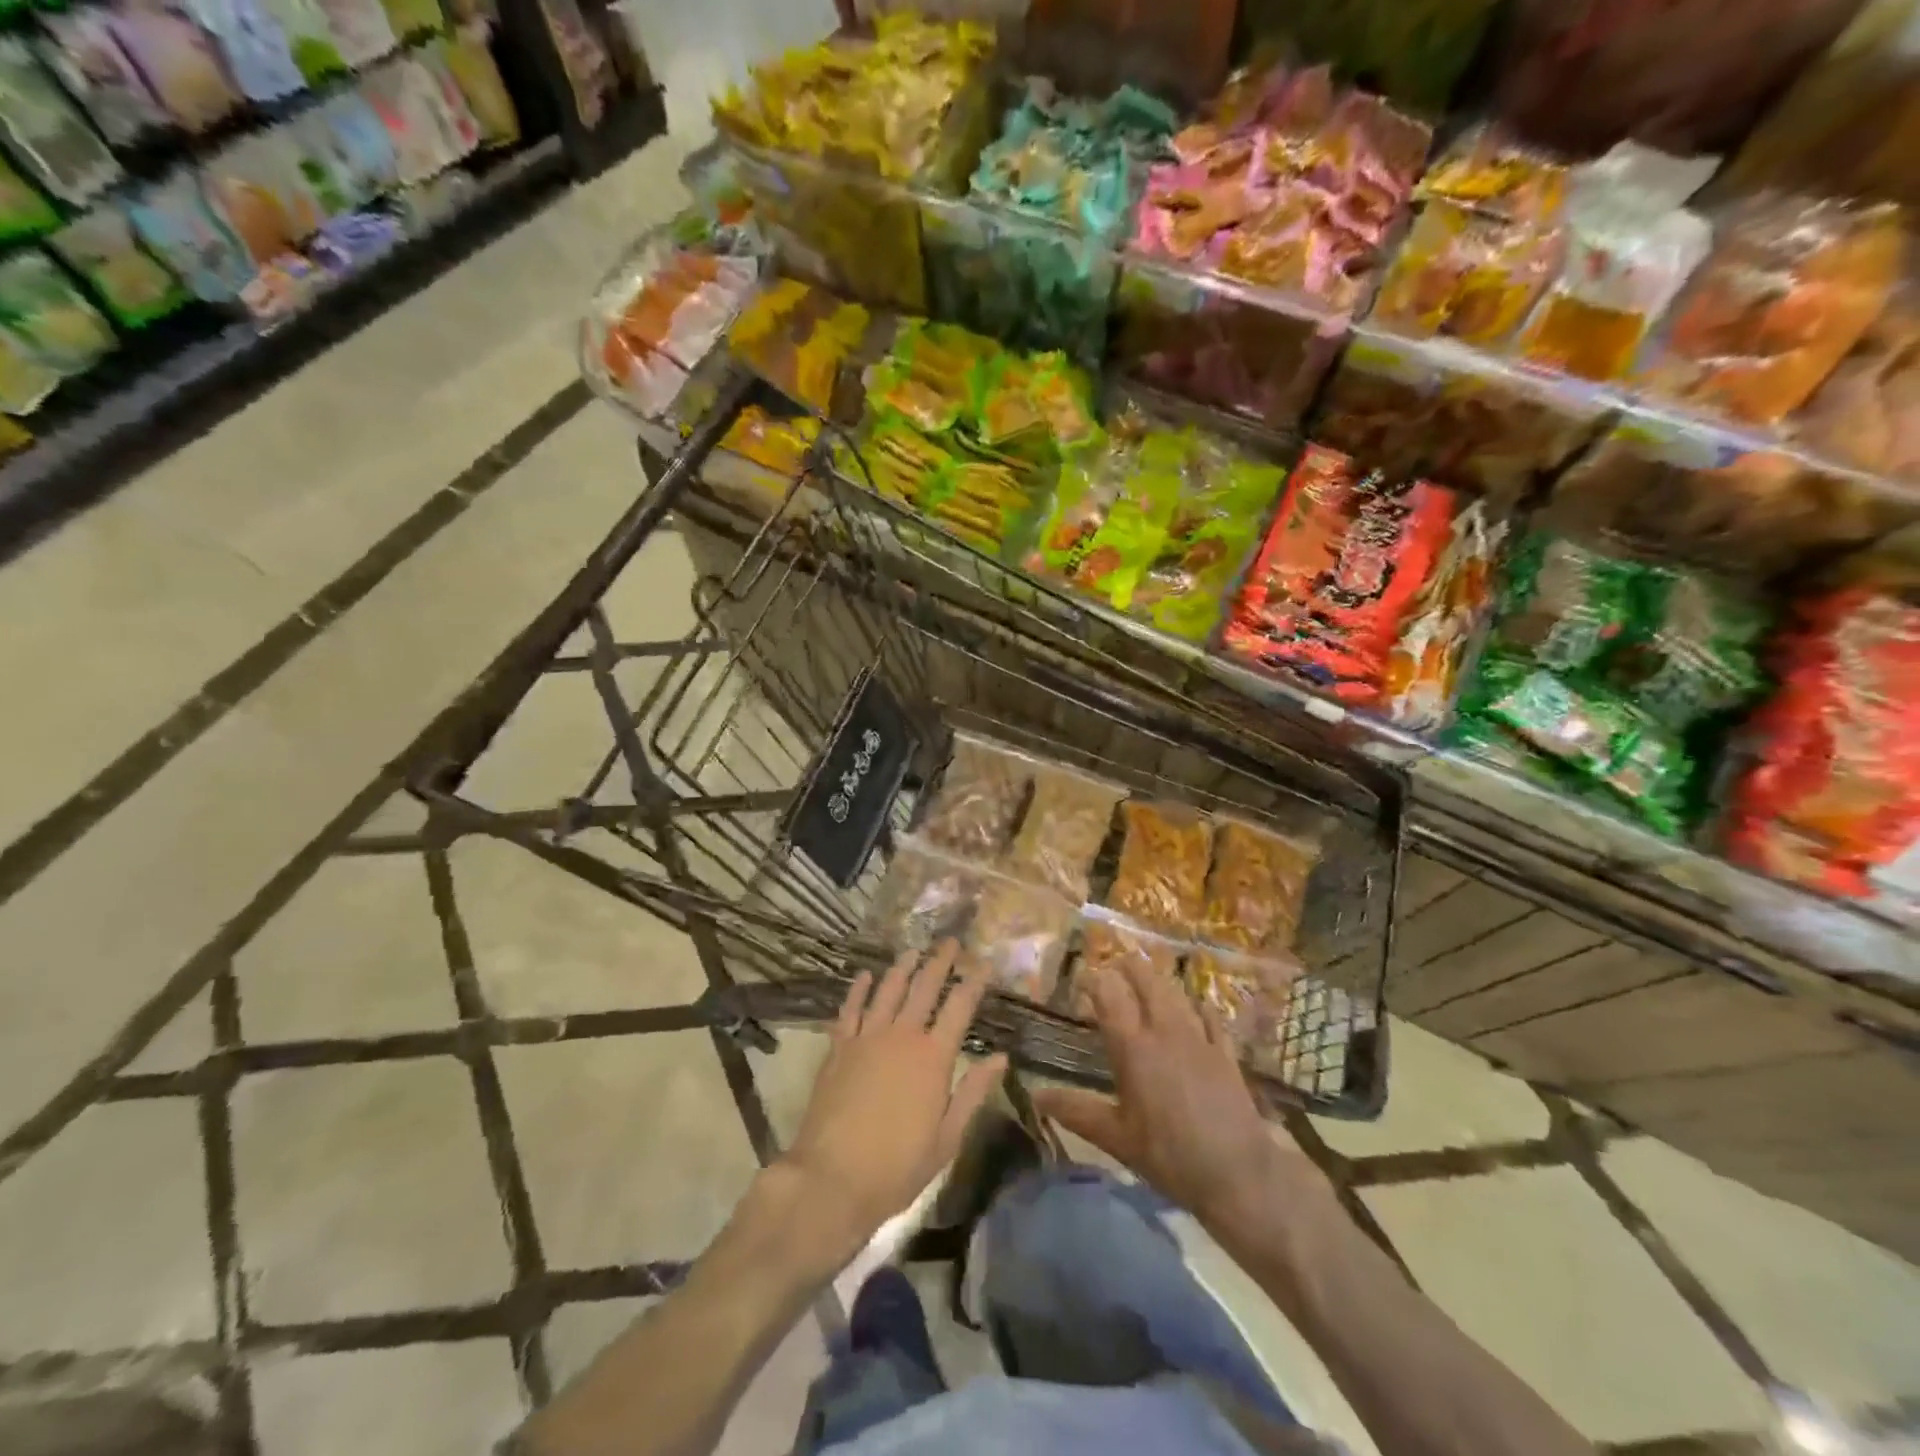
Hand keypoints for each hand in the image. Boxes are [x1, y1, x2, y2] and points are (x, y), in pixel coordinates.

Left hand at [780, 941, 1007, 1257]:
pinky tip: (864, 975)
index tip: (984, 962)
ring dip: (902, 968)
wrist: (831, 1178)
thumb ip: (973, 1092)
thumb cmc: (897, 1167)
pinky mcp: (839, 1048)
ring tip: (913, 950)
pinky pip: (850, 1009)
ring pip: (888, 990)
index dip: (974, 982)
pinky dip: (858, 989)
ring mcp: (867, 1038)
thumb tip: (1000, 1057)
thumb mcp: (947, 1138)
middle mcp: (901, 1036)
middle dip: (940, 962)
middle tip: (951, 942)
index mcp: (933, 1058)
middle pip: (924, 988)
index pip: (959, 1008)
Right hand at [1034, 955, 1327, 1232]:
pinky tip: (1195, 1006)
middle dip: (1128, 966)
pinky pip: (1209, 1016)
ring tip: (1147, 977)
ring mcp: (1199, 1038)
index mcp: (1133, 1047)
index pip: (1109, 995)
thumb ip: (1077, 1111)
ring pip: (1176, 992)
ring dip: (1158, 980)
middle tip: (1115, 964)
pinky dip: (1197, 1005)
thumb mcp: (1117, 1138)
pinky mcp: (1225, 1052)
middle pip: (1146, 981)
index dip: (1094, 980)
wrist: (1238, 1173)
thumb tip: (1035, 1096)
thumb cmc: (1168, 1156)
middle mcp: (1164, 1031)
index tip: (1082, 977)